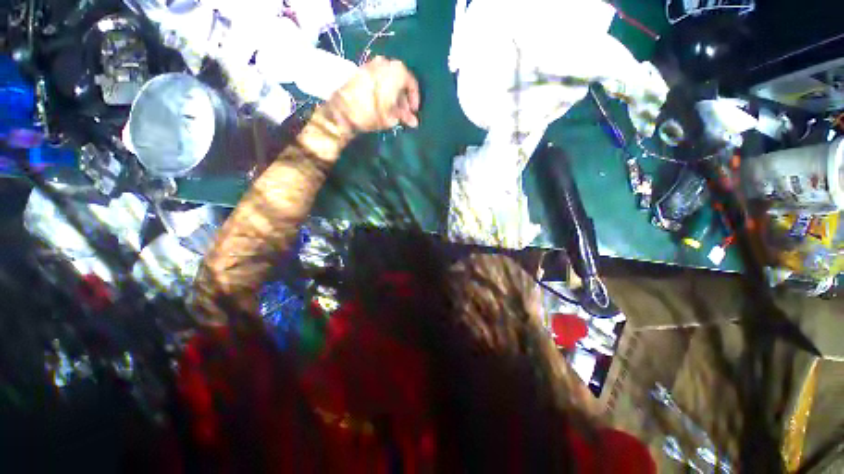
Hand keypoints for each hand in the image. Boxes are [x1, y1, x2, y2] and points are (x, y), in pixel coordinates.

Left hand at [326, 56, 420, 134]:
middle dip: (401, 97)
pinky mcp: (359, 71)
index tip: (412, 111)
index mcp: (398, 70)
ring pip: (387, 79)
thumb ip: (403, 116)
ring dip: (390, 93)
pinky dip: (379, 88)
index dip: (414, 99)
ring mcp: (371, 65)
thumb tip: (413, 121)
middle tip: (402, 112)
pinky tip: (379, 101)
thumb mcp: (390, 117)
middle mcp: (386, 63)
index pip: (412, 84)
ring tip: (390, 109)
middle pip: (399, 81)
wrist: (339, 112)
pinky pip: (375, 78)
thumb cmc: (370, 112)